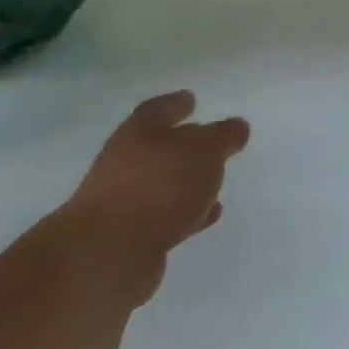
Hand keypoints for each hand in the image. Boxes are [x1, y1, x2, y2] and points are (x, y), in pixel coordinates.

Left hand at [68, 91, 249, 298]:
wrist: (111, 250)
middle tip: (210, 142)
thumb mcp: (203, 152)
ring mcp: (125, 197)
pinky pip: (165, 213)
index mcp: (140, 131)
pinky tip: (207, 214)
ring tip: (215, 181)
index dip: (177, 103)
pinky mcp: (130, 232)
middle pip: (158, 145)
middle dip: (184, 143)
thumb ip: (223, 137)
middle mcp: (126, 159)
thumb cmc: (160, 186)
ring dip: (187, 180)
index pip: (160, 109)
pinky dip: (186, 211)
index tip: (191, 99)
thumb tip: (237, 126)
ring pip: (162, 181)